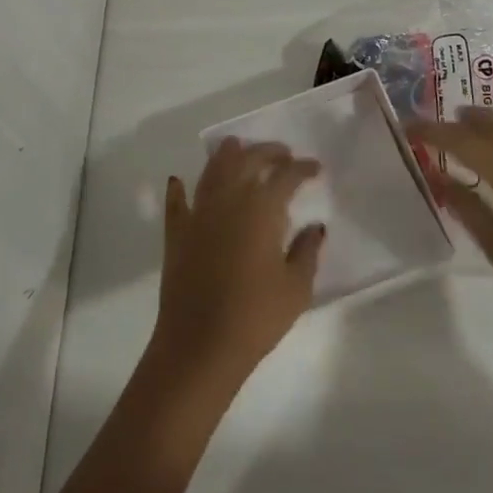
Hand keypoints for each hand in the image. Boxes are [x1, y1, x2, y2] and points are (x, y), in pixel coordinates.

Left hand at [152, 138, 326, 385]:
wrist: (200, 346)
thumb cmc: (256, 317)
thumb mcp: (296, 288)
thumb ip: (307, 251)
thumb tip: (316, 226)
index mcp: (260, 209)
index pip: (285, 176)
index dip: (302, 169)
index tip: (315, 168)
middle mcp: (228, 200)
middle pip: (247, 161)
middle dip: (267, 152)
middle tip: (283, 154)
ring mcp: (198, 213)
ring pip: (212, 171)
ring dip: (226, 155)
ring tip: (237, 146)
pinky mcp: (176, 233)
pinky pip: (176, 203)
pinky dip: (178, 189)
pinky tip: (178, 181)